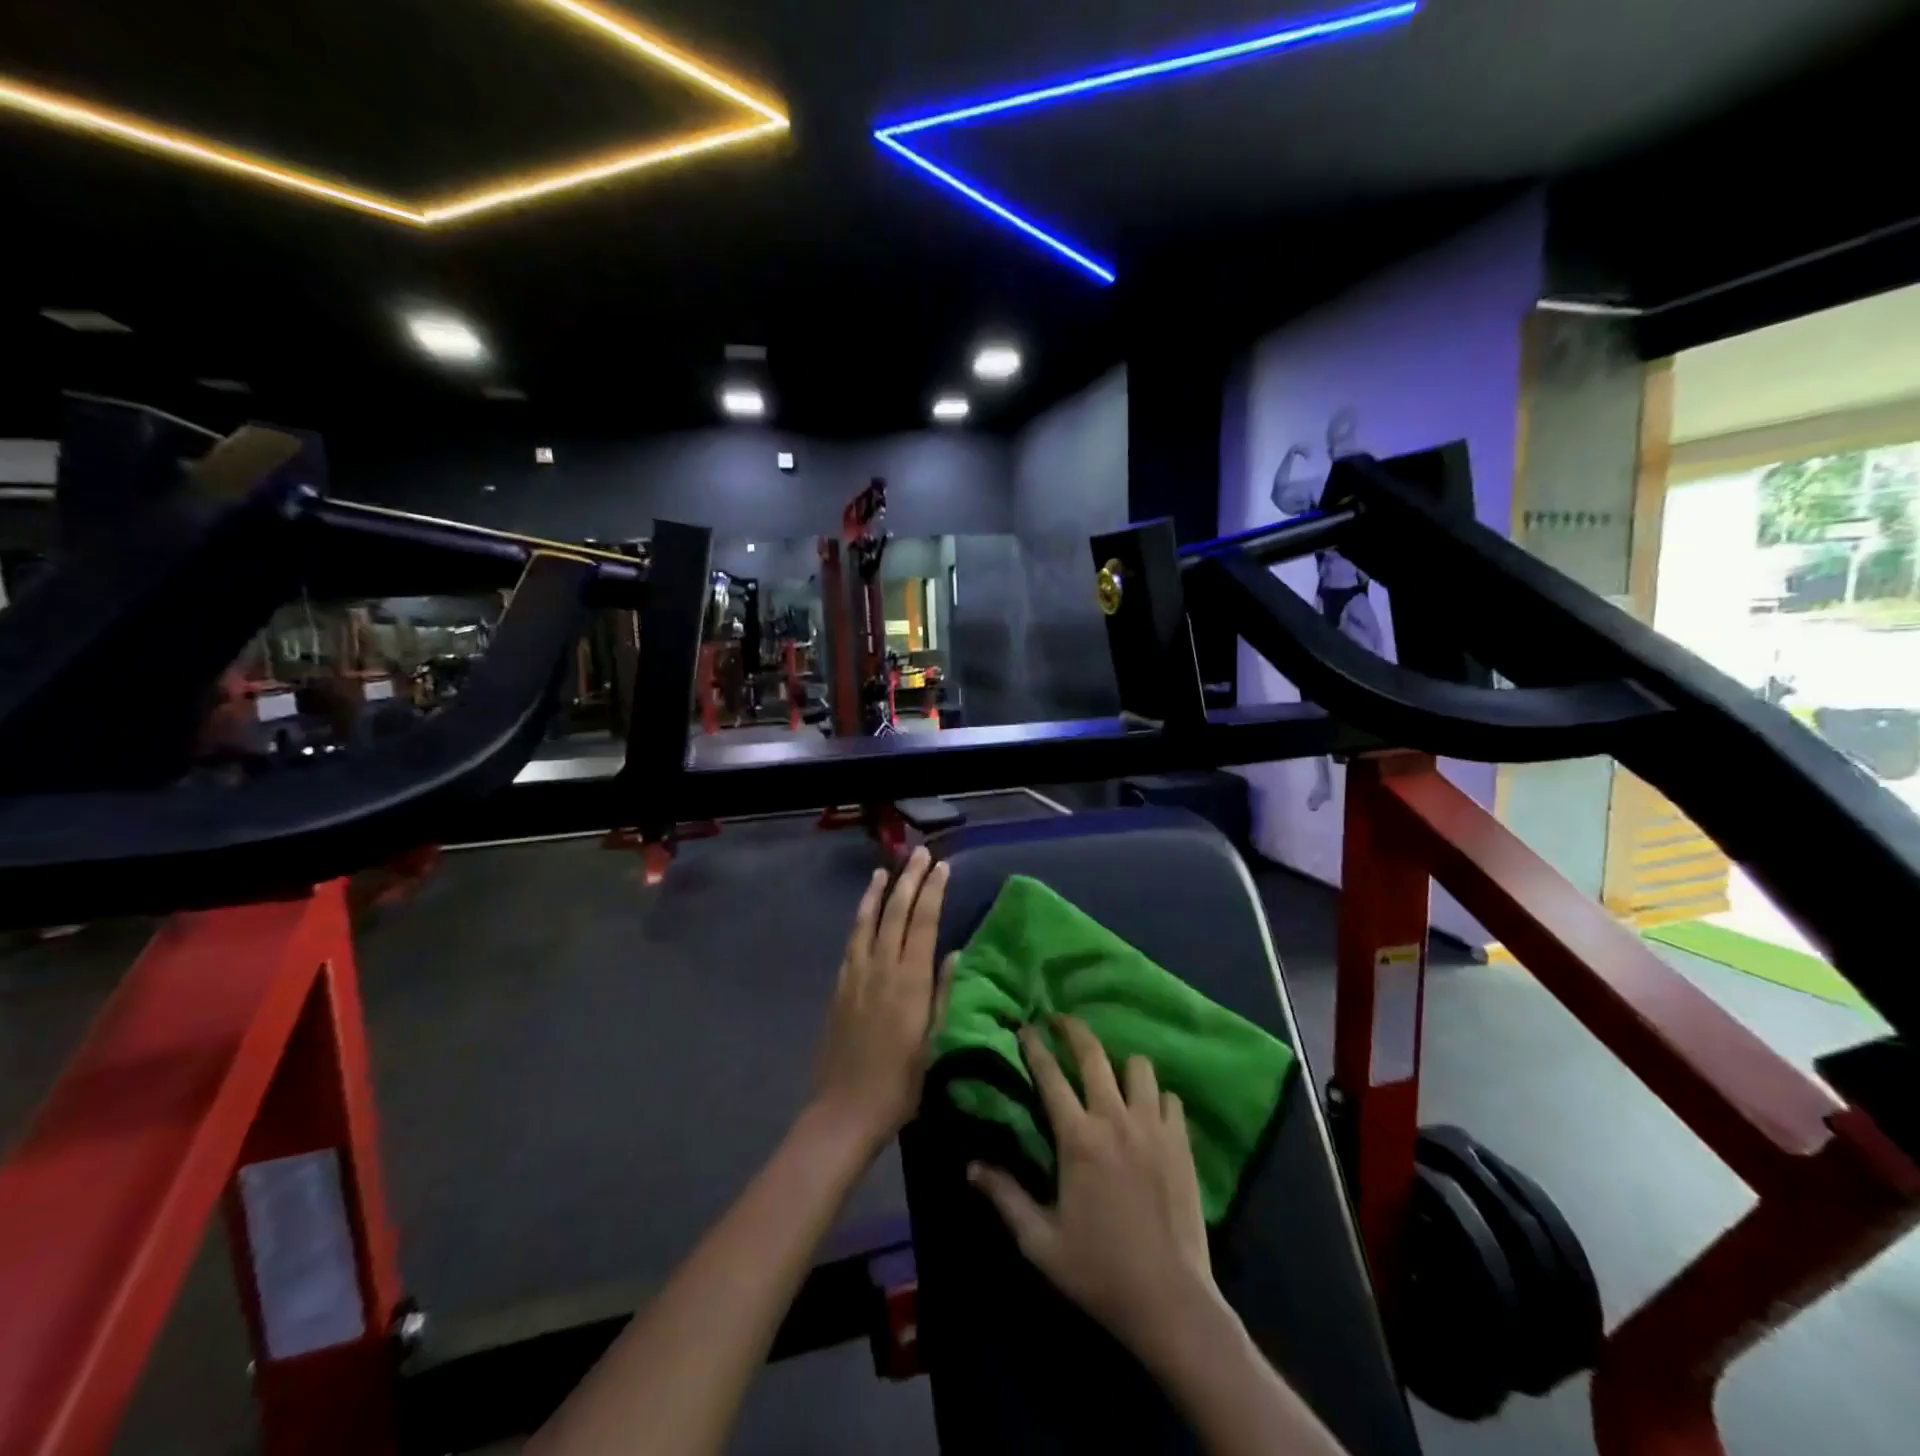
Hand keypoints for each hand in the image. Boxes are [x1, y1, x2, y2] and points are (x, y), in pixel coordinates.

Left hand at [813, 847, 953, 1152]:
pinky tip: (864, 913)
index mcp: (910, 982)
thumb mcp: (935, 1043)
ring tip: (886, 870)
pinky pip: (852, 941)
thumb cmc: (900, 1084)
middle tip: (920, 854)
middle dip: (910, 880)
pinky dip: (860, 919)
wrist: (845, 1111)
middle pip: (896, 913)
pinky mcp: (840, 987)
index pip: (924, 923)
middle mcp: (881, 969)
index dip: (933, 892)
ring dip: (878, 892)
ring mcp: (856, 975)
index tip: (943, 867)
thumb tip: (955, 954)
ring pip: (868, 921)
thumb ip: (944, 995)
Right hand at [969, 1017, 1223, 1367]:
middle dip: (1073, 1028)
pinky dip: (1156, 1097)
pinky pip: (1169, 1098)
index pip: (1049, 1075)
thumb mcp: (1040, 1241)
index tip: (1025, 1026)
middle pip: (1093, 1053)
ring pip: (1138, 1066)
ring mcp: (1152, 1127)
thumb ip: (1005, 1197)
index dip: (1034, 1046)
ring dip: (1121, 1064)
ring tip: (1111, 1074)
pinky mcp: (1181, 1142)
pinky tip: (1147, 1111)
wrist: (1170, 1300)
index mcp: (1077, 1138)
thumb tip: (970, 1166)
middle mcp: (1115, 1119)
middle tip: (1060, 1019)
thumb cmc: (1099, 1270)